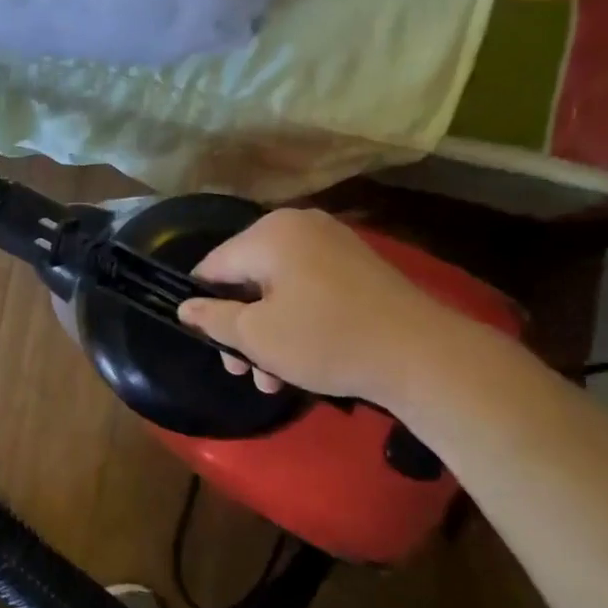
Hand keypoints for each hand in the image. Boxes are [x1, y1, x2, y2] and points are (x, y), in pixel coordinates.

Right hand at [177, 208, 464, 402]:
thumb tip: (185, 306)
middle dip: (240, 329)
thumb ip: (213, 318)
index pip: (212, 266)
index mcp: (268, 233)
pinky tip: (300, 362)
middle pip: (246, 278)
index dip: (203, 306)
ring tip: (273, 381)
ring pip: (277, 289)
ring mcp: (332, 243)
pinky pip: (308, 289)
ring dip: (268, 334)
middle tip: (242, 371)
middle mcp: (298, 226)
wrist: (422, 354)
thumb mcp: (256, 336)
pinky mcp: (357, 266)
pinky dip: (297, 321)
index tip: (210, 344)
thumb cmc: (325, 339)